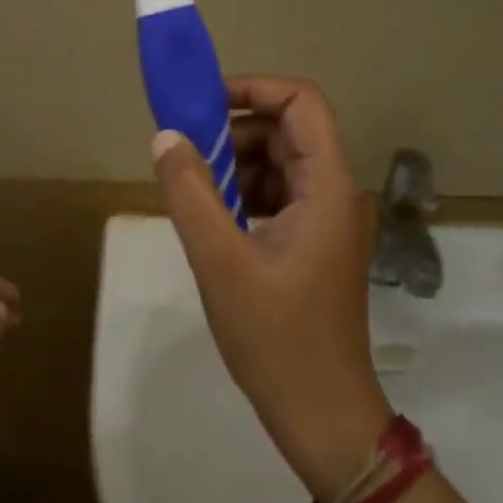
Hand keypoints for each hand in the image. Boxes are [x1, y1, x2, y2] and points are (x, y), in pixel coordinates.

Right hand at [152, 76, 390, 502]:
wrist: (322, 415)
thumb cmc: (276, 339)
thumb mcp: (220, 262)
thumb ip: (190, 193)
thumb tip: (166, 136)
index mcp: (328, 185)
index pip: (302, 101)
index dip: (253, 88)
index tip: (201, 104)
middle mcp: (337, 191)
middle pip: (290, 129)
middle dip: (235, 129)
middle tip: (185, 150)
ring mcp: (329, 219)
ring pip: (282, 162)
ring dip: (236, 163)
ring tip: (193, 188)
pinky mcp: (317, 243)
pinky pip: (280, 195)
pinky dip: (245, 193)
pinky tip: (213, 218)